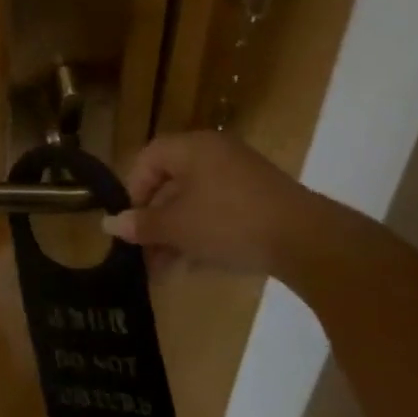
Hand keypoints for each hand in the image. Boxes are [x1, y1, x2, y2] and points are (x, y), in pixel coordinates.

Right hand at [102, 130, 317, 276]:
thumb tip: (109, 224)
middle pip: (171, 183)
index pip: (148, 159)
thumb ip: (142, 224)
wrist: (309, 242)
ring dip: (177, 233)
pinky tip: (197, 265)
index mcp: (192, 147)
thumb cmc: (230, 222)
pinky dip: (204, 233)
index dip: (133, 191)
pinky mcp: (263, 199)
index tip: (131, 224)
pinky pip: (221, 211)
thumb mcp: (178, 227)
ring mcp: (242, 176)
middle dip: (155, 221)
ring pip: (196, 201)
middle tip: (145, 254)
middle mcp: (215, 153)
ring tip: (167, 269)